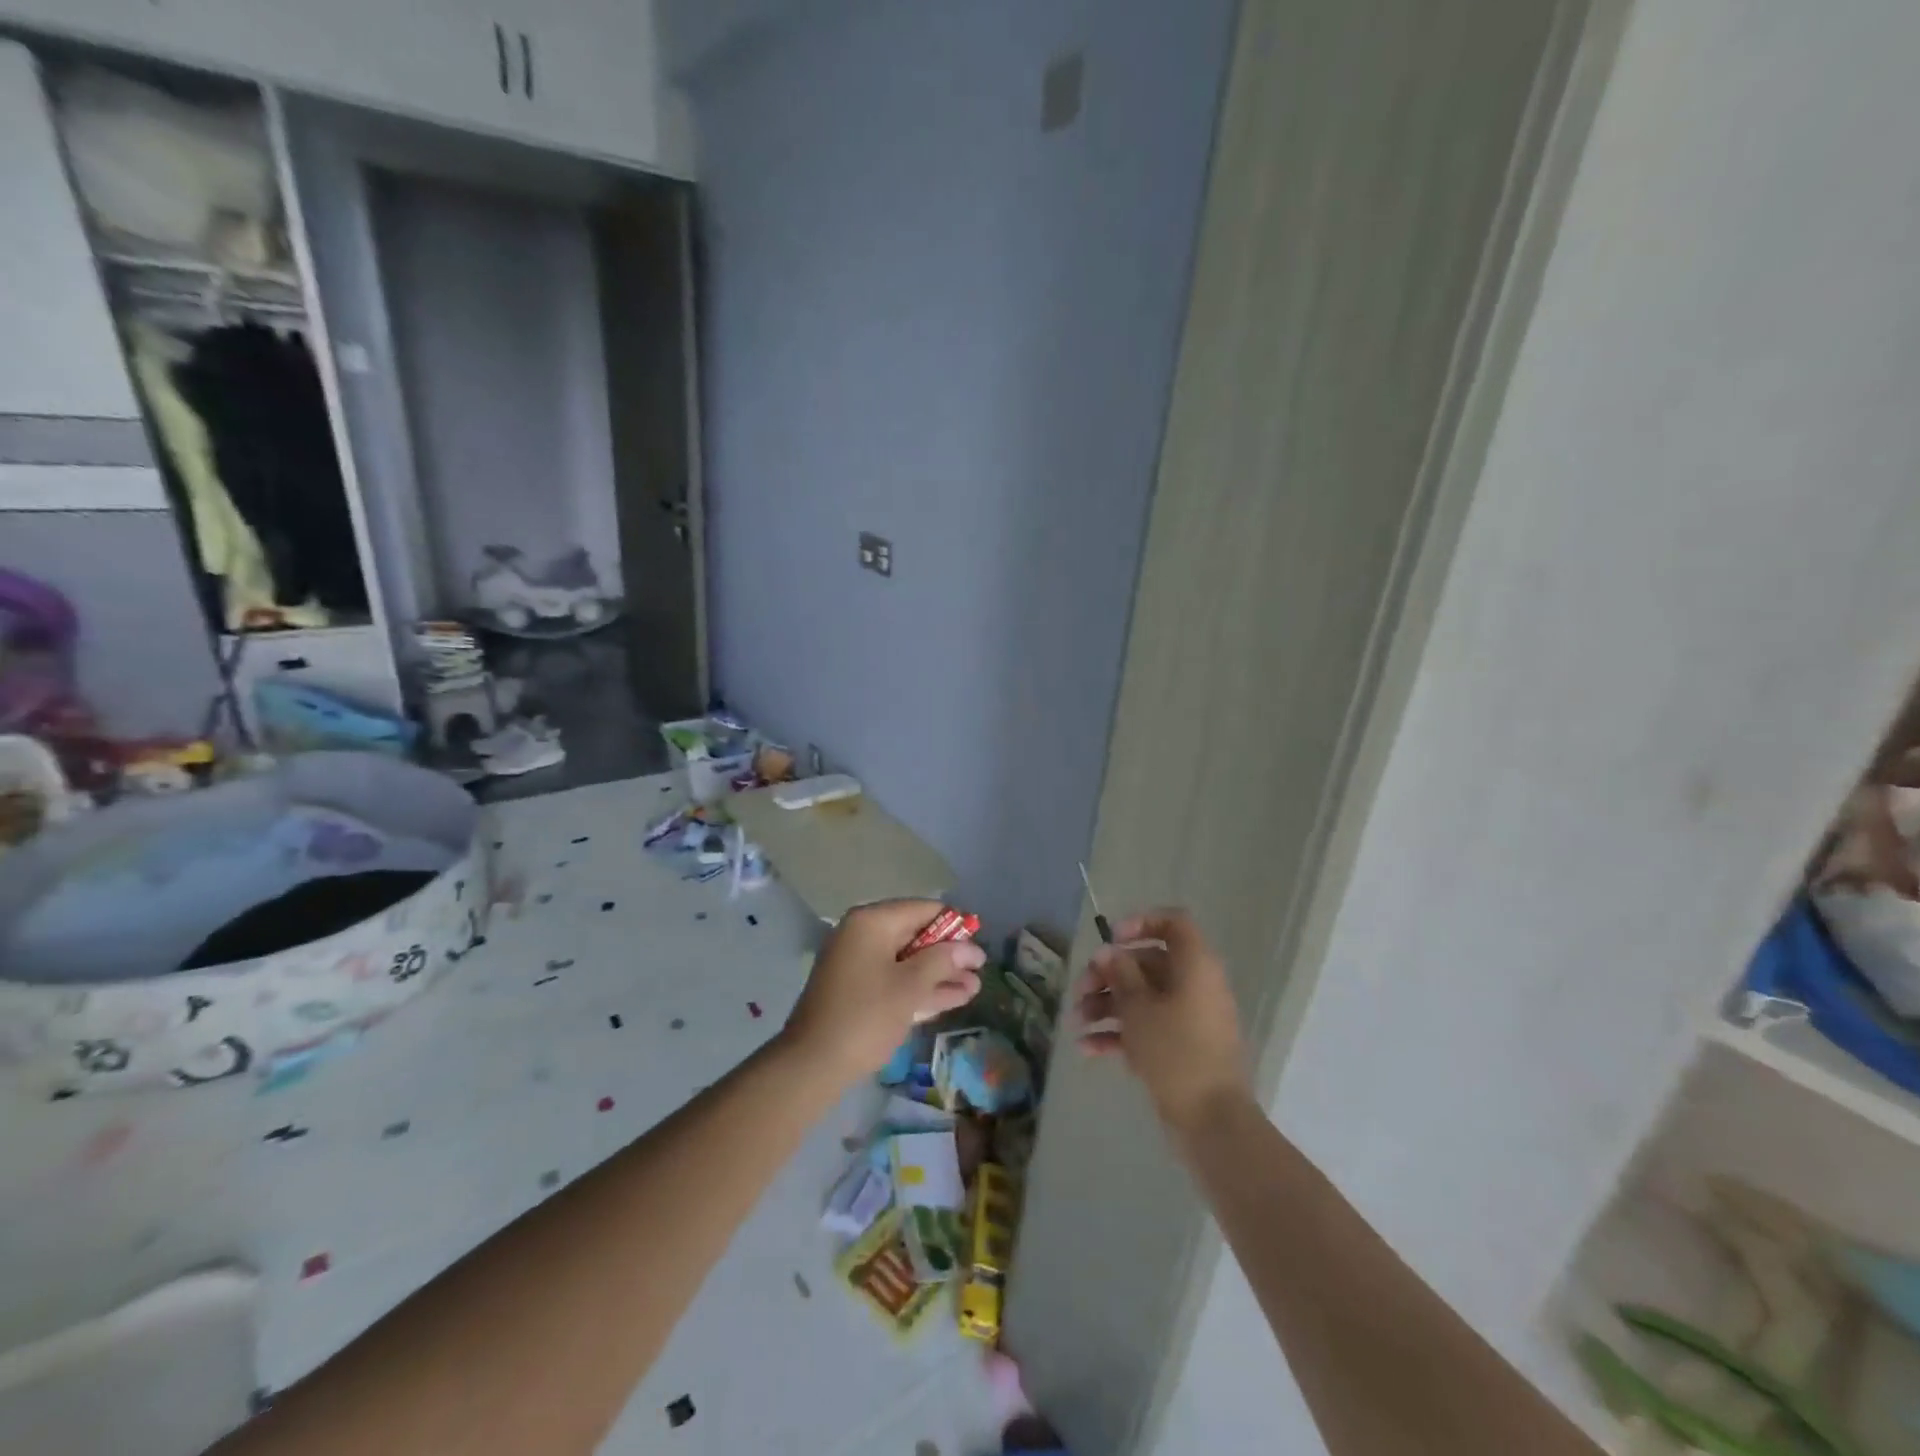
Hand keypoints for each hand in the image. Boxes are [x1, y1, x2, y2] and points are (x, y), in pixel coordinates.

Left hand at [782, 899, 984, 1084]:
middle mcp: (863, 934)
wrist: (812, 1064)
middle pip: (916, 934)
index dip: (954, 925)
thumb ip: (942, 961)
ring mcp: (858, 962)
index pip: (923, 909)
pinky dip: (920, 987)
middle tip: (980, 969)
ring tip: (974, 987)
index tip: (979, 943)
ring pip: (907, 960)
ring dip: (939, 974)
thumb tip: (970, 948)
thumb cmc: (865, 1017)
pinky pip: (895, 978)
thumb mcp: (910, 987)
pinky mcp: (857, 989)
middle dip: (949, 954)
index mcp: (872, 922)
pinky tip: (952, 998)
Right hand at [1077, 908, 1250, 1131]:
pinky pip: (1146, 1027)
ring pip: (1142, 997)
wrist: (1211, 1121)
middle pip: (1147, 963)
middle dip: (1108, 975)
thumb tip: (1109, 951)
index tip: (1112, 939)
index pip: (1173, 924)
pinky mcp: (1180, 1047)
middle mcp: (1194, 985)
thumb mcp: (1138, 1007)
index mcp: (1194, 966)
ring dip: (1106, 1005)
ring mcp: (1188, 1018)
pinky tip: (1086, 1048)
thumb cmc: (1175, 1051)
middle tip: (1079, 990)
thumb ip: (1120, 973)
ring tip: (1075, 1022)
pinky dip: (1118, 1033)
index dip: (1141, 923)